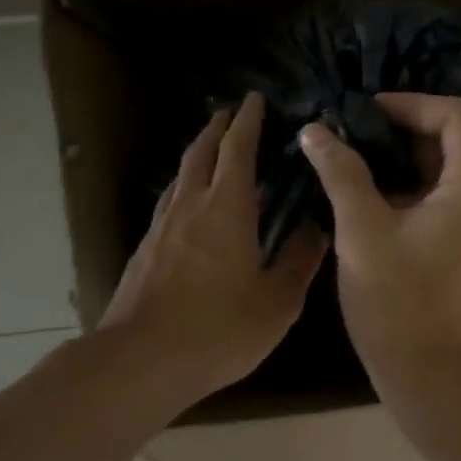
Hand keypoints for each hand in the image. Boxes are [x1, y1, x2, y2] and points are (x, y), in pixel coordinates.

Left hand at [100, 94, 325, 402]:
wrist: (142, 360)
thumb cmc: (219, 328)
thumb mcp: (277, 301)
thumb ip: (299, 260)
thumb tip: (317, 228)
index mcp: (228, 208)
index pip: (238, 149)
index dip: (248, 122)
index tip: (255, 99)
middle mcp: (191, 206)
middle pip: (201, 152)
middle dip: (217, 128)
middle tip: (230, 114)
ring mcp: (162, 227)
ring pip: (181, 176)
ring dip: (197, 155)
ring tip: (211, 150)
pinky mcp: (145, 250)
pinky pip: (169, 203)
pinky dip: (185, 188)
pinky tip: (189, 205)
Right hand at [300, 93, 460, 391]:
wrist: (439, 383)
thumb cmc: (399, 304)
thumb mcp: (362, 233)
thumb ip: (341, 173)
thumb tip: (316, 131)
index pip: (457, 114)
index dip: (411, 104)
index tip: (366, 114)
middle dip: (407, 136)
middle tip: (358, 142)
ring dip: (415, 169)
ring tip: (364, 177)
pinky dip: (429, 199)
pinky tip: (387, 215)